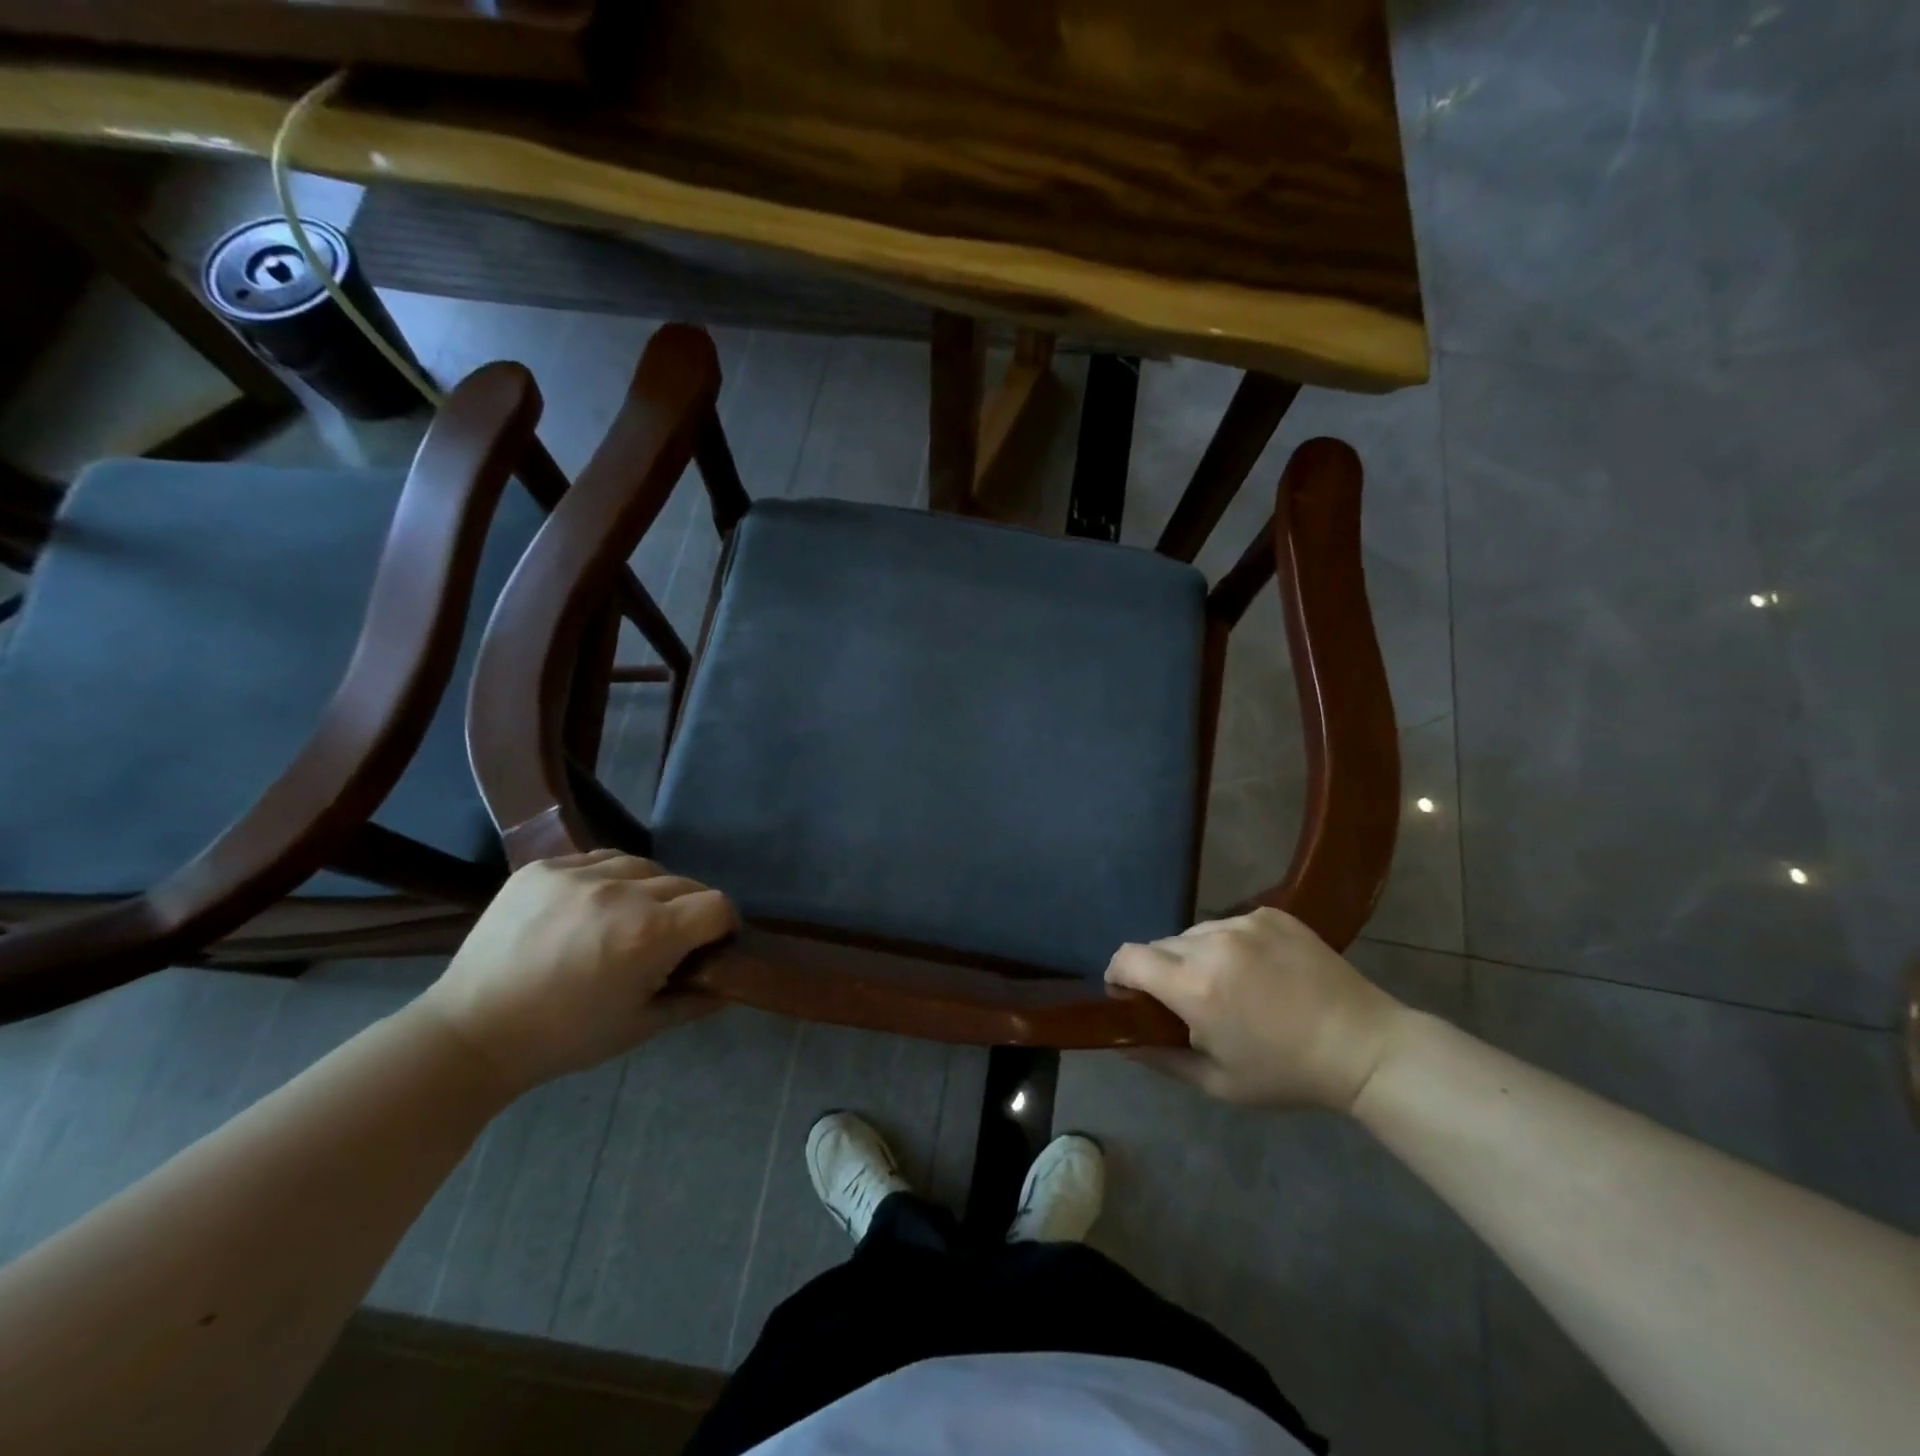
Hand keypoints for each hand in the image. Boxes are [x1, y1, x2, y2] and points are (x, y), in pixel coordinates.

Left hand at [418, 851, 736, 1092]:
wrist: (472, 1032)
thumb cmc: (565, 1037)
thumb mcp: (640, 1027)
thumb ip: (695, 1001)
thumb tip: (730, 985)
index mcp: (650, 933)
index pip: (718, 905)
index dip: (723, 925)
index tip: (710, 944)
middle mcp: (622, 892)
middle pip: (685, 882)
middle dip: (688, 910)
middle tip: (665, 939)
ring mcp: (579, 874)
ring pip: (643, 865)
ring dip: (649, 889)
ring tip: (627, 916)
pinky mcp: (543, 867)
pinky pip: (597, 859)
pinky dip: (607, 879)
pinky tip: (591, 906)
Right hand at [1106, 908, 1411, 1111]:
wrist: (1364, 1046)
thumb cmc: (1287, 1073)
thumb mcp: (1218, 1082)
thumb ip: (1160, 1059)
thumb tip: (1121, 1041)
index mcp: (1195, 986)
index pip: (1128, 957)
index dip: (1118, 974)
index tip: (1129, 995)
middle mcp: (1212, 943)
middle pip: (1159, 944)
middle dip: (1159, 971)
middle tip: (1186, 1001)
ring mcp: (1244, 922)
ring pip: (1193, 933)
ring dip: (1194, 955)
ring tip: (1228, 984)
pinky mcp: (1269, 913)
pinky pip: (1228, 923)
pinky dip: (1229, 944)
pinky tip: (1257, 970)